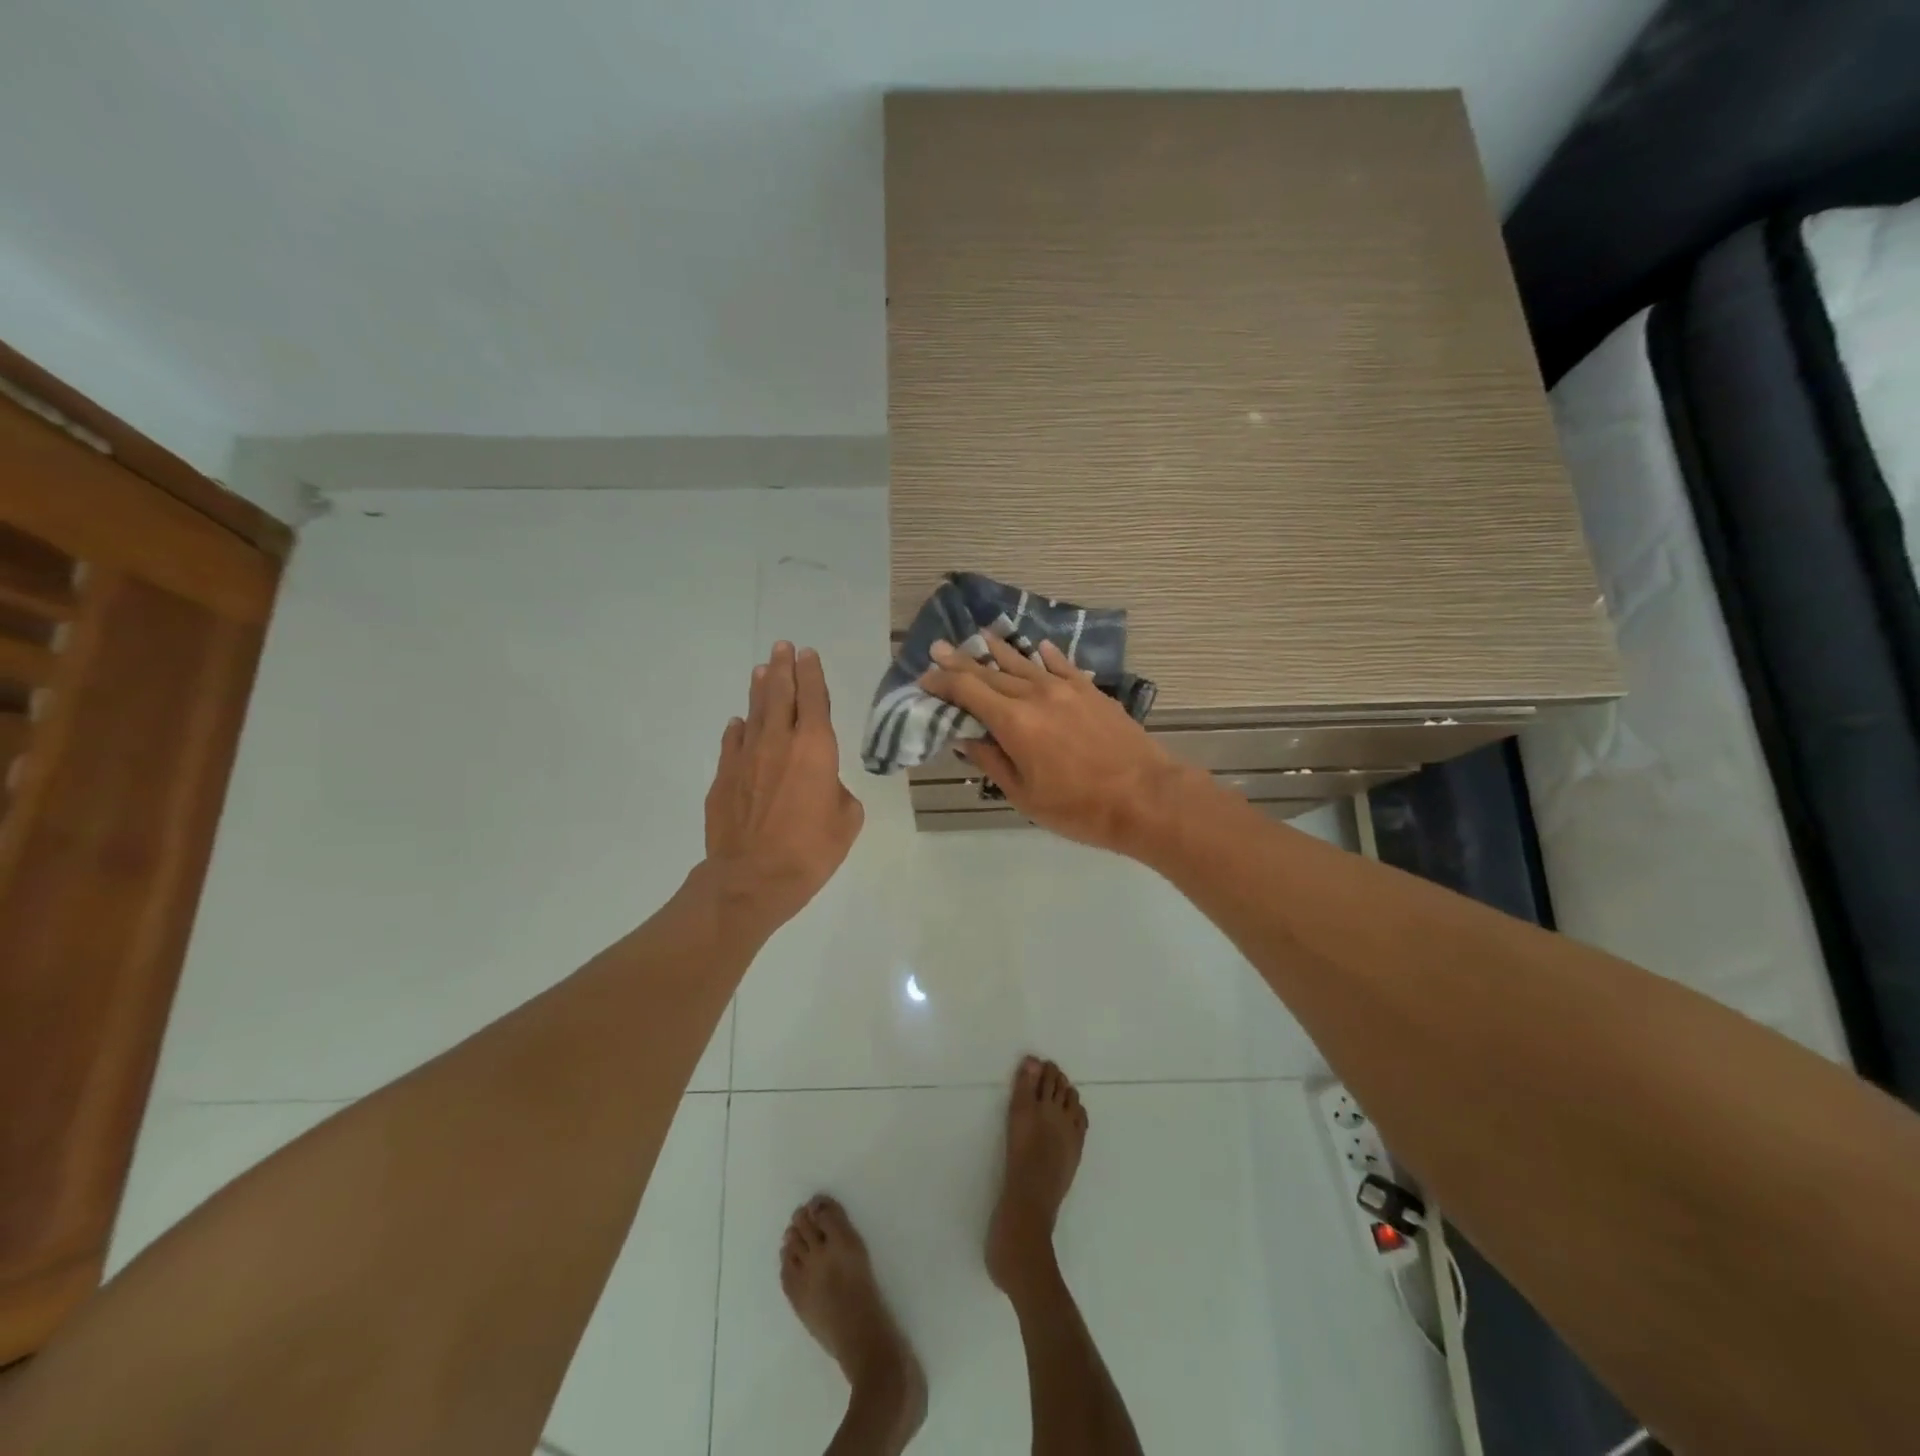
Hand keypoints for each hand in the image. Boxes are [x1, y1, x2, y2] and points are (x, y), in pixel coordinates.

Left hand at [703, 642, 864, 934]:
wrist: (752, 878)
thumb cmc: (811, 850)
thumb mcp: (846, 820)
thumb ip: (837, 791)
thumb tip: (822, 785)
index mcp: (816, 748)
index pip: (815, 699)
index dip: (812, 674)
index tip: (808, 654)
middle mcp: (779, 742)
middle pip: (780, 694)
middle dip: (783, 668)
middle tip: (782, 646)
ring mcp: (746, 757)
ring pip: (754, 712)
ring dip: (759, 689)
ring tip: (761, 670)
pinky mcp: (723, 777)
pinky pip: (732, 743)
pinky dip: (738, 729)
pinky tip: (739, 723)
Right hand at [919, 635, 1195, 855]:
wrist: (1146, 797)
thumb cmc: (1079, 808)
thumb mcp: (1025, 796)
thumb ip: (992, 762)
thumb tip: (966, 738)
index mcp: (1014, 722)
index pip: (968, 692)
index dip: (943, 683)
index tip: (925, 678)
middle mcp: (1036, 695)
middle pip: (991, 672)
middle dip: (961, 661)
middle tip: (939, 647)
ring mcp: (1067, 689)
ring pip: (1024, 663)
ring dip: (999, 650)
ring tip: (979, 635)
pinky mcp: (1092, 692)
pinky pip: (1062, 666)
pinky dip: (1046, 656)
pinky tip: (1038, 647)